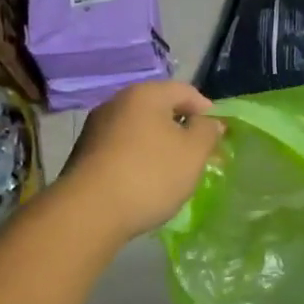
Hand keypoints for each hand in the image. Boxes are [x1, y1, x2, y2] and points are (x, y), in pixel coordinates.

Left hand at [58, 81, 224, 241]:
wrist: (89, 212)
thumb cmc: (150, 175)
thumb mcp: (193, 153)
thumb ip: (207, 131)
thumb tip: (209, 121)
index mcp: (145, 94)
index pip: (185, 91)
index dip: (207, 110)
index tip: (218, 135)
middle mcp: (117, 102)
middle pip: (159, 109)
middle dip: (182, 129)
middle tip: (198, 155)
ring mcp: (96, 128)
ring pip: (139, 130)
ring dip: (159, 145)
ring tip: (172, 172)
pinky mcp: (84, 154)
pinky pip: (122, 148)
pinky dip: (138, 158)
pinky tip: (145, 182)